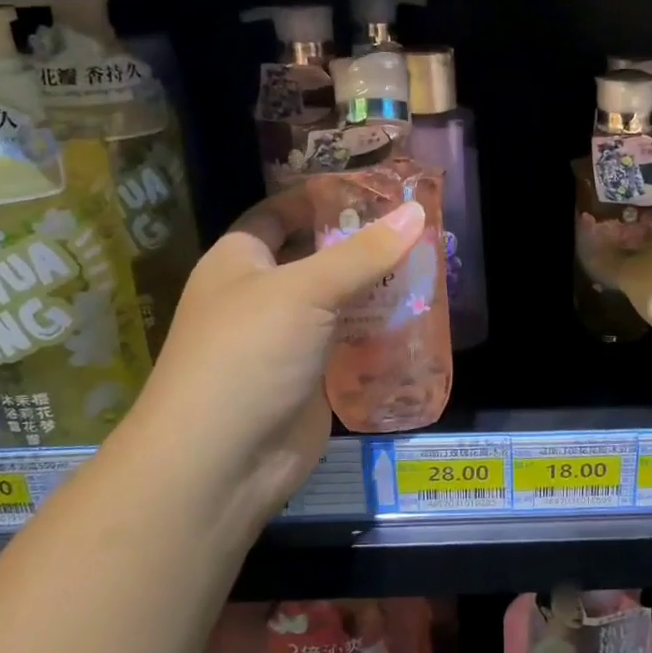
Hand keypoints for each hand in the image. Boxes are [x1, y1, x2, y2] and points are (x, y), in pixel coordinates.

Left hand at [131, 188, 425, 516]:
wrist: (220, 463)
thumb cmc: (248, 354)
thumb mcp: (305, 291)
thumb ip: (363, 253)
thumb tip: (416, 210)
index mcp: (240, 261)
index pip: (280, 214)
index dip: (321, 199)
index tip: (374, 189)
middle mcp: (261, 295)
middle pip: (317, 257)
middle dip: (362, 245)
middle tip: (418, 227)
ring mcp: (287, 340)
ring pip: (339, 302)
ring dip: (378, 289)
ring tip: (431, 266)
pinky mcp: (311, 378)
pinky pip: (350, 344)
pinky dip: (379, 332)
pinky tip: (419, 318)